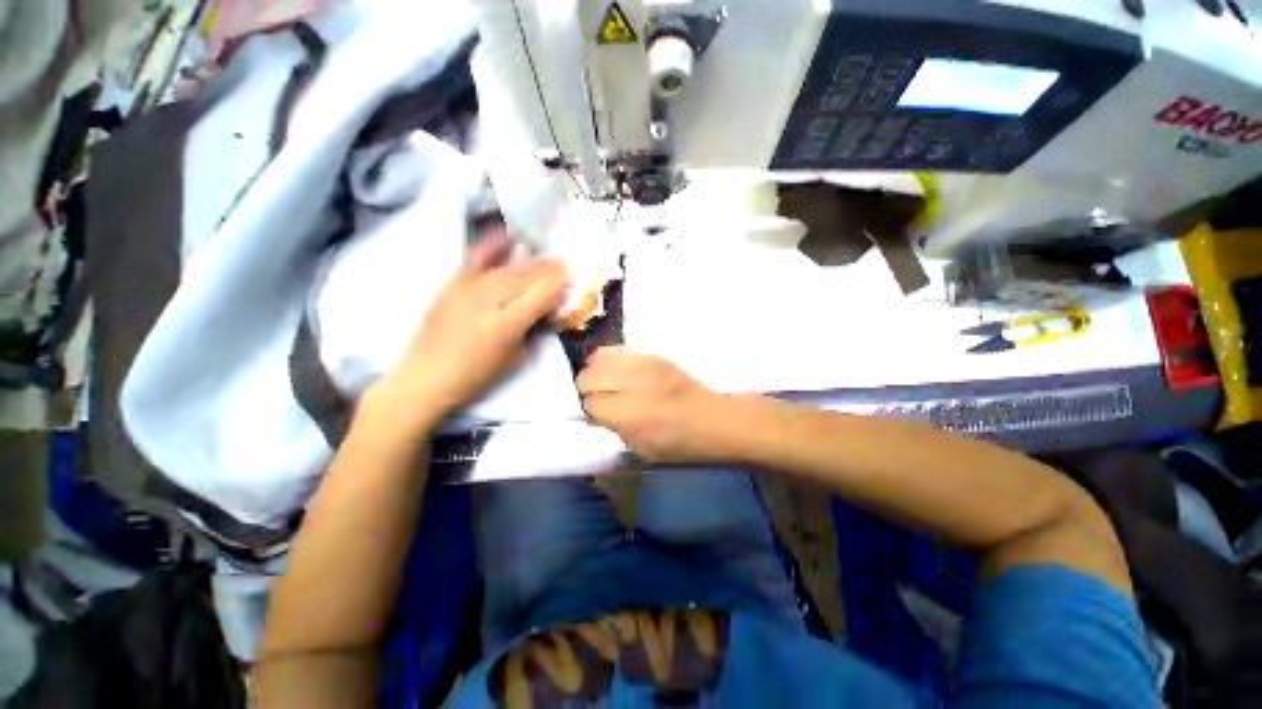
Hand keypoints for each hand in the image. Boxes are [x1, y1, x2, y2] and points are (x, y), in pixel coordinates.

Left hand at [366, 233, 567, 432]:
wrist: (426, 375)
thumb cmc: (476, 375)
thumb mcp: (515, 357)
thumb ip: (533, 329)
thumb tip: (547, 308)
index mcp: (509, 323)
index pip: (543, 292)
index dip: (560, 283)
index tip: (571, 279)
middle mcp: (491, 299)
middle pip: (528, 275)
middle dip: (550, 269)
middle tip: (564, 264)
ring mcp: (470, 287)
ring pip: (508, 268)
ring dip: (531, 262)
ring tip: (545, 260)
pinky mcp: (453, 283)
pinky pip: (476, 258)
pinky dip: (493, 246)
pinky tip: (506, 236)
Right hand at [578, 348, 746, 463]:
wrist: (713, 419)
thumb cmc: (679, 444)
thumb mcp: (641, 451)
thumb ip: (611, 430)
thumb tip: (592, 414)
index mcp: (630, 415)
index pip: (589, 404)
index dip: (590, 413)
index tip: (597, 417)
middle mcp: (632, 384)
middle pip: (587, 378)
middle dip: (587, 391)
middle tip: (600, 400)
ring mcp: (642, 364)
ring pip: (597, 360)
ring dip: (596, 373)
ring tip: (606, 384)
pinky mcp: (651, 354)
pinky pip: (615, 350)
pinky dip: (608, 361)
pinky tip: (616, 372)